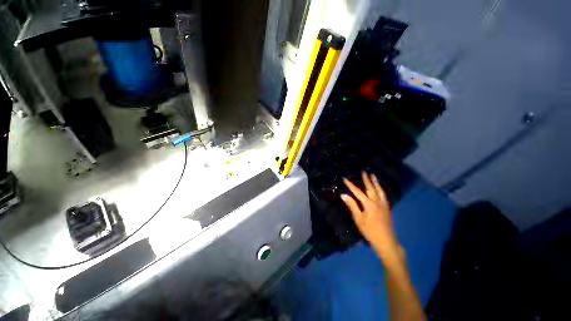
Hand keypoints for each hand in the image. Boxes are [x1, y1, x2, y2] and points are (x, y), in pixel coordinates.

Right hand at [341, 171, 402, 265]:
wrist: (386, 242)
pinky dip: (381, 189)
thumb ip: (352, 206)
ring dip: (375, 182)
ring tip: (373, 175)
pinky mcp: (387, 208)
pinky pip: (384, 195)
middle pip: (371, 188)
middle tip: (363, 171)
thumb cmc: (370, 231)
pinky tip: (380, 188)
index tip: (345, 179)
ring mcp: (384, 205)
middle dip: (366, 179)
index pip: (357, 192)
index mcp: (369, 204)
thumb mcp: (359, 219)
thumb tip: (343, 195)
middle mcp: (377, 202)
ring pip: (379, 190)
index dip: (350, 185)